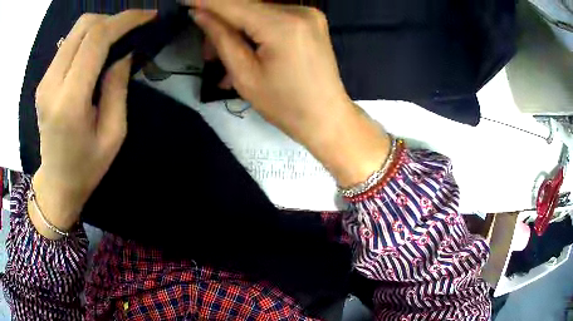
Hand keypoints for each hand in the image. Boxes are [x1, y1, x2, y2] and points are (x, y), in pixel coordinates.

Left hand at [31, 10, 154, 238]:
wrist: (57, 183)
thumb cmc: (87, 167)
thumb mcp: (114, 133)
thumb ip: (118, 86)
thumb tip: (125, 51)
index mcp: (69, 102)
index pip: (96, 39)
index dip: (124, 20)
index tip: (148, 16)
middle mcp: (51, 84)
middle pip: (84, 26)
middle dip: (112, 19)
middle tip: (132, 29)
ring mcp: (44, 81)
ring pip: (75, 30)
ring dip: (100, 26)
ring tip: (117, 38)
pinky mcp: (44, 80)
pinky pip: (68, 44)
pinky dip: (87, 37)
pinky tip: (97, 51)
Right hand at [188, 0, 389, 186]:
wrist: (327, 117)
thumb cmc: (285, 106)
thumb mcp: (245, 76)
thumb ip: (221, 38)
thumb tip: (199, 14)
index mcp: (282, 25)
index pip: (232, 4)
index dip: (205, 1)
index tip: (183, 0)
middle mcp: (299, 11)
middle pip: (246, 6)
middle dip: (220, 23)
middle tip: (207, 51)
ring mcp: (308, 14)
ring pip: (258, 12)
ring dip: (236, 29)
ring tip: (223, 57)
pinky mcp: (310, 20)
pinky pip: (272, 18)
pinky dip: (254, 31)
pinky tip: (245, 50)